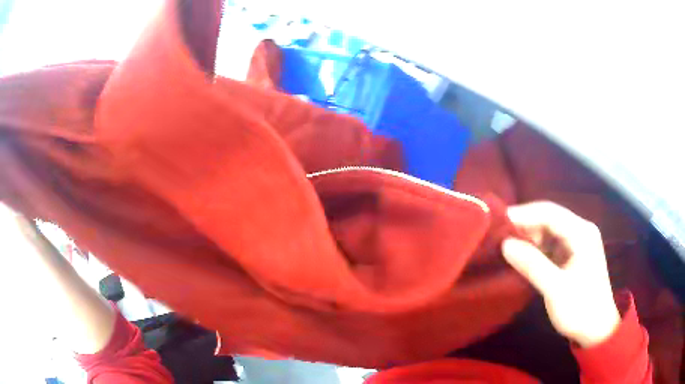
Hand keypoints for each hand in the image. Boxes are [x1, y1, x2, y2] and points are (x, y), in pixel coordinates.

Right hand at [501, 202, 619, 347]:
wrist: (596, 329)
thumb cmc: (580, 308)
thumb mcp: (556, 289)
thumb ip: (532, 265)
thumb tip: (505, 244)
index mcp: (581, 233)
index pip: (549, 213)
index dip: (523, 214)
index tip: (498, 221)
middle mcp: (579, 232)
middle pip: (548, 219)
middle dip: (524, 226)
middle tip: (497, 235)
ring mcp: (575, 244)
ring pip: (547, 232)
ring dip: (528, 238)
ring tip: (504, 245)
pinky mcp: (570, 256)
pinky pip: (549, 246)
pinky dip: (534, 250)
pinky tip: (520, 257)